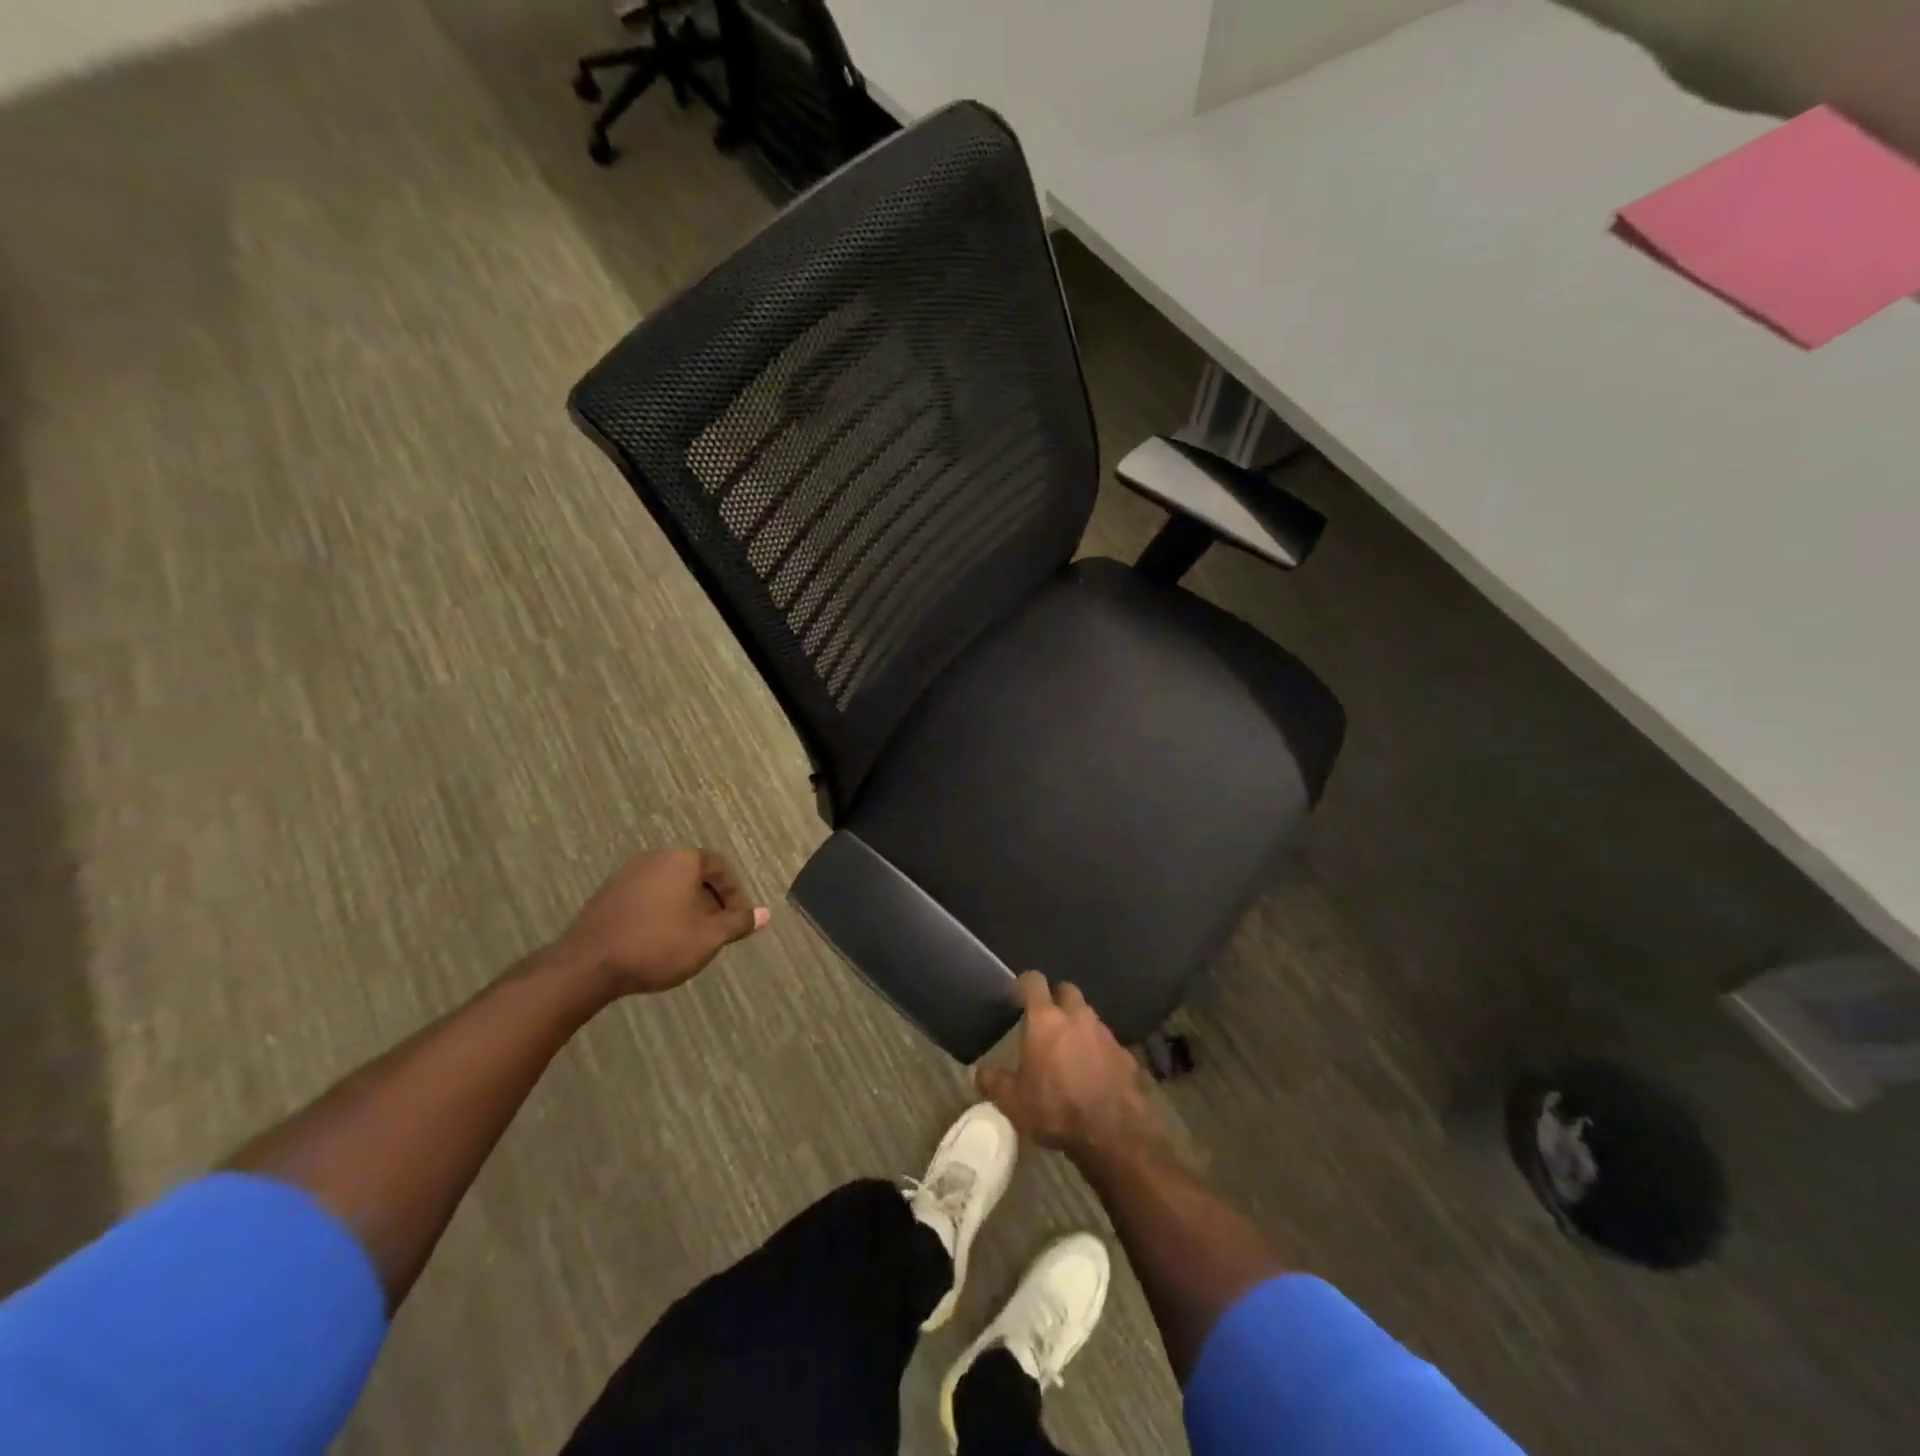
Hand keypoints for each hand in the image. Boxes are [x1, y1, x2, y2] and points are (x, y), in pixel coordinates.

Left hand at [552, 848, 768, 995]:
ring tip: (690, 939)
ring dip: (684, 908)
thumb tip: (766, 914)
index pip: (719, 867)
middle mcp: (655, 858)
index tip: (737, 921)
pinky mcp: (607, 895)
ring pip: (669, 887)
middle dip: (709, 902)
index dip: (733, 894)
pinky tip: (659, 941)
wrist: (589, 965)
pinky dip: (660, 913)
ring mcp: (627, 875)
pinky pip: (646, 897)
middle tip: (716, 931)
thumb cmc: (659, 944)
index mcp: (683, 860)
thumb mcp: (709, 937)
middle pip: (693, 875)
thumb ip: (738, 923)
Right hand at [975, 972, 1163, 1159]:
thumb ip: (994, 1082)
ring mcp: (1104, 1033)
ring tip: (1068, 1050)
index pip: (1034, 981)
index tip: (1017, 997)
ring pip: (1088, 1015)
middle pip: (1066, 990)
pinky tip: (1093, 1072)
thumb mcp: (1013, 1102)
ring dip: (1077, 1025)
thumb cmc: (1055, 1109)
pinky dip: (1097, 1049)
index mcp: (1045, 1019)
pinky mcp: (1125, 1053)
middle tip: (1045, 1021)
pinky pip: (1106, 1042)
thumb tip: (978, 1072)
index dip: (1024, 984)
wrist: (1113, 1133)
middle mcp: (1076, 1016)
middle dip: (1056, 999)